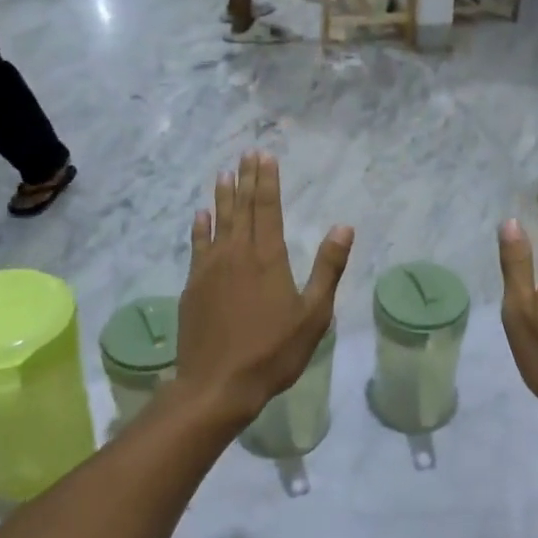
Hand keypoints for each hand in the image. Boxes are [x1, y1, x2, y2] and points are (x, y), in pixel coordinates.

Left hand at [176, 152, 352, 426]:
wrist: (217, 385)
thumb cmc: (273, 352)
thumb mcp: (313, 314)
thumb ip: (328, 268)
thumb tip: (344, 227)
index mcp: (268, 258)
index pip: (268, 208)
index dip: (267, 181)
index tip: (265, 156)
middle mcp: (237, 254)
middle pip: (242, 208)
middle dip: (245, 179)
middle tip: (246, 153)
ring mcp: (210, 269)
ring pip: (218, 222)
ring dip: (222, 197)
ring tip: (223, 174)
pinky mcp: (193, 286)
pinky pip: (197, 245)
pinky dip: (200, 227)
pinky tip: (200, 216)